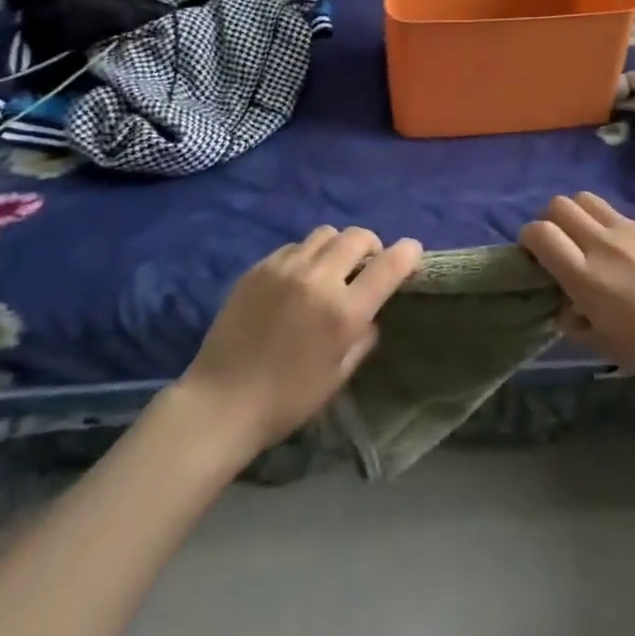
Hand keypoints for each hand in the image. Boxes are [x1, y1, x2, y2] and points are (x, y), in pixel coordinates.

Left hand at [177, 226, 422, 454]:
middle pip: (358, 237)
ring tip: (332, 269)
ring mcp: (285, 267)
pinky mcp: (259, 266)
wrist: (221, 401)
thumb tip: (372, 313)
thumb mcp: (338, 377)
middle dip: (372, 247)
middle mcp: (318, 279)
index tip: (413, 253)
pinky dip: (307, 255)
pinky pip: (295, 246)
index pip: (389, 265)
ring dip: (339, 247)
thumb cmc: (287, 400)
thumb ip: (363, 337)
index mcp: (343, 312)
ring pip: (326, 234)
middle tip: (368, 266)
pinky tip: (299, 279)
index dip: (408, 254)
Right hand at [520, 193, 634, 392]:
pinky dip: (613, 228)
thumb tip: (565, 306)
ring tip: (589, 239)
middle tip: (561, 243)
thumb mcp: (605, 344)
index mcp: (584, 275)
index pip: (539, 232)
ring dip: (578, 214)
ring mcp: (630, 229)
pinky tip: (631, 255)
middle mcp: (602, 243)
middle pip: (559, 205)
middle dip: (551, 220)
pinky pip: (621, 216)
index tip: (534, 253)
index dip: (529, 238)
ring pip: (587, 199)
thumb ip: (575, 321)